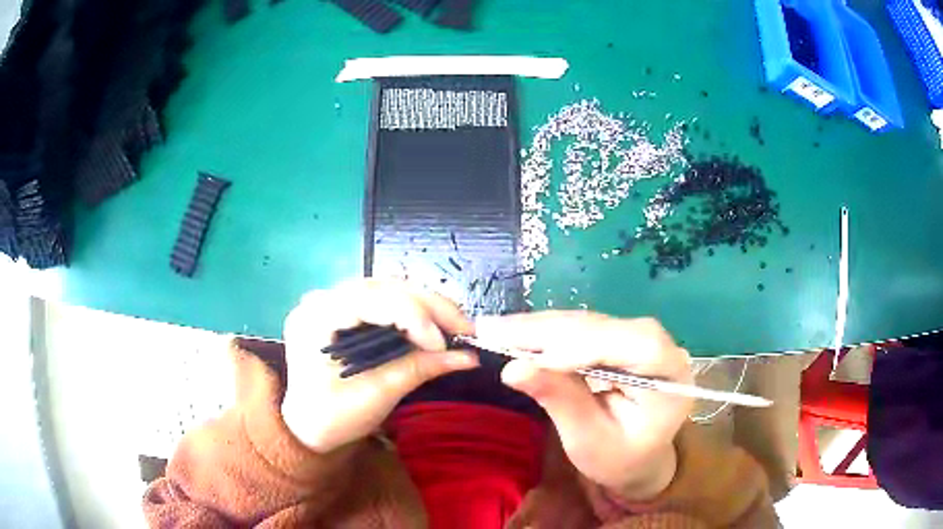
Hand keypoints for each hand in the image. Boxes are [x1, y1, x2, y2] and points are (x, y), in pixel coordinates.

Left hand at [281, 280, 478, 452]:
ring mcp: (332, 302)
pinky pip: (384, 301)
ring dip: (426, 305)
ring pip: (388, 288)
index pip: (371, 299)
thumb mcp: (375, 397)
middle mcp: (321, 299)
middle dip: (430, 306)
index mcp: (315, 318)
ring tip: (456, 326)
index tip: (444, 345)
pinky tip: (434, 325)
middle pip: (383, 287)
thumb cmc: (331, 419)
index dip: (413, 316)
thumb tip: (468, 357)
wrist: (305, 429)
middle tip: (466, 328)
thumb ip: (418, 369)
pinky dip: (413, 312)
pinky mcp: (344, 311)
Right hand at [476, 311, 692, 499]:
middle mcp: (662, 346)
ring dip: (540, 327)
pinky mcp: (618, 338)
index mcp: (671, 376)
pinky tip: (516, 332)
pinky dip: (546, 332)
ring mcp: (640, 338)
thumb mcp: (590, 441)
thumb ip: (560, 402)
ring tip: (495, 329)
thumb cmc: (620, 459)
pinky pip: (581, 328)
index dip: (586, 344)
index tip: (532, 354)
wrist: (637, 457)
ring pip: (588, 322)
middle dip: (548, 331)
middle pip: (606, 327)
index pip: (637, 345)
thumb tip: (513, 369)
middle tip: (494, 331)